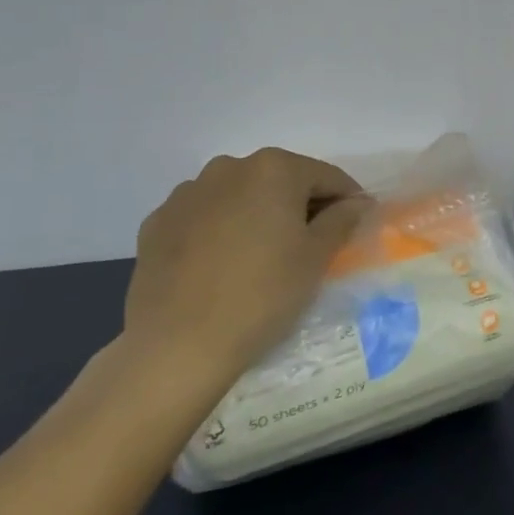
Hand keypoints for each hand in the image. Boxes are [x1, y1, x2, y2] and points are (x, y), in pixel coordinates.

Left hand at [122, 148, 368, 392]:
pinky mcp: (157, 223)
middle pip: (280, 180)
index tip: (355, 223)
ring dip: (257, 214)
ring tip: (262, 254)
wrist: (177, 346)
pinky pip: (203, 217)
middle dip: (299, 204)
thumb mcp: (316, 257)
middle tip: (311, 242)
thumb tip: (356, 203)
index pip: (325, 176)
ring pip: (239, 196)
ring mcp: (187, 194)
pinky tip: (222, 265)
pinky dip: (219, 230)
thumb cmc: (262, 294)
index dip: (347, 199)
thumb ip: (342, 220)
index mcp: (274, 169)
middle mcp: (229, 168)